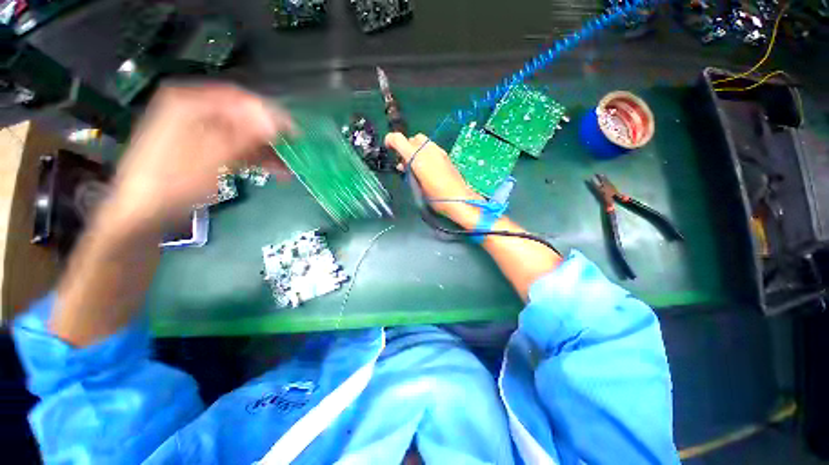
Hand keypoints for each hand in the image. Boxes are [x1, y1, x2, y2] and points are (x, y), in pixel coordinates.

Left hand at [109, 84, 292, 228]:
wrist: (145, 212)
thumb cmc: (175, 181)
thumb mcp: (213, 156)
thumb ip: (245, 135)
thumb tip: (275, 121)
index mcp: (190, 102)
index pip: (240, 99)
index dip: (270, 114)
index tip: (294, 133)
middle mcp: (194, 110)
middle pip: (242, 117)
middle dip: (270, 136)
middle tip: (294, 152)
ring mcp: (198, 131)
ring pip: (241, 134)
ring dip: (266, 150)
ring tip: (289, 168)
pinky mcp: (203, 149)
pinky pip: (235, 147)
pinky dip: (254, 158)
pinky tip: (273, 170)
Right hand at [385, 133, 481, 218]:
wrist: (459, 200)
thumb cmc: (436, 198)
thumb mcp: (416, 187)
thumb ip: (409, 171)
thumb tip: (404, 165)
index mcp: (418, 158)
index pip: (399, 139)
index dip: (390, 141)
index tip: (389, 149)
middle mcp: (428, 150)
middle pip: (412, 138)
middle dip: (405, 147)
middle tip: (404, 162)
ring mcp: (439, 151)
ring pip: (423, 141)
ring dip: (416, 149)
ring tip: (415, 165)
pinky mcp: (446, 156)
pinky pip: (431, 148)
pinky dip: (425, 153)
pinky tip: (426, 167)